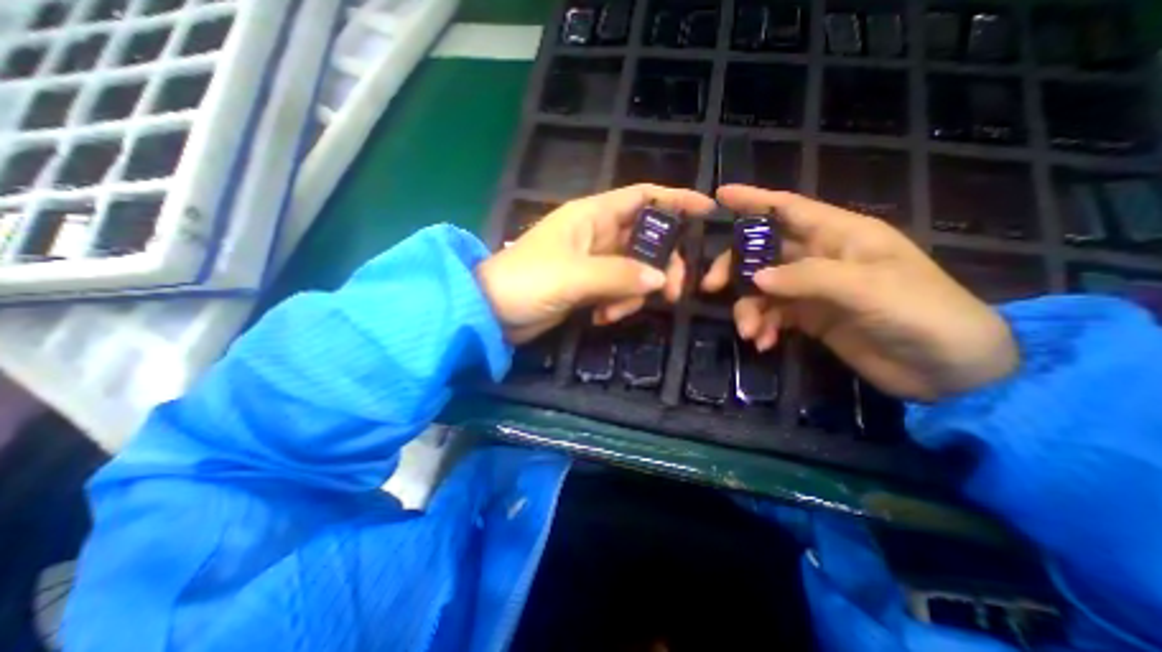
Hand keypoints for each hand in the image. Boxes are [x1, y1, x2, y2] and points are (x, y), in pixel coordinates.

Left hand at [474, 183, 713, 343]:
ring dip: (634, 293)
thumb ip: (620, 275)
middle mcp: (597, 235)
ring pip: (635, 270)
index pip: (641, 197)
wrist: (492, 311)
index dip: (674, 199)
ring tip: (613, 313)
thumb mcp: (575, 276)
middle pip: (647, 239)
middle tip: (672, 292)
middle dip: (662, 264)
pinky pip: (619, 290)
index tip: (707, 211)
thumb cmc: (527, 281)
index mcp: (592, 216)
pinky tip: (602, 318)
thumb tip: (661, 278)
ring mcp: (594, 262)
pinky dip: (618, 304)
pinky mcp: (589, 286)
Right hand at [699, 183, 1019, 403]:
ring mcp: (812, 289)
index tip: (719, 197)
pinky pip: (772, 315)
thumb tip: (755, 278)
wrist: (949, 371)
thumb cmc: (922, 314)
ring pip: (762, 289)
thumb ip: (807, 278)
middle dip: (734, 268)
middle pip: (762, 252)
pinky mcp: (809, 317)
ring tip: (749, 332)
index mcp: (840, 235)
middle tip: (711, 287)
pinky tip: (763, 343)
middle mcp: (821, 257)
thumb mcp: (867, 289)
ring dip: (748, 309)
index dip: (754, 200)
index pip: (788, 209)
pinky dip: (762, 327)